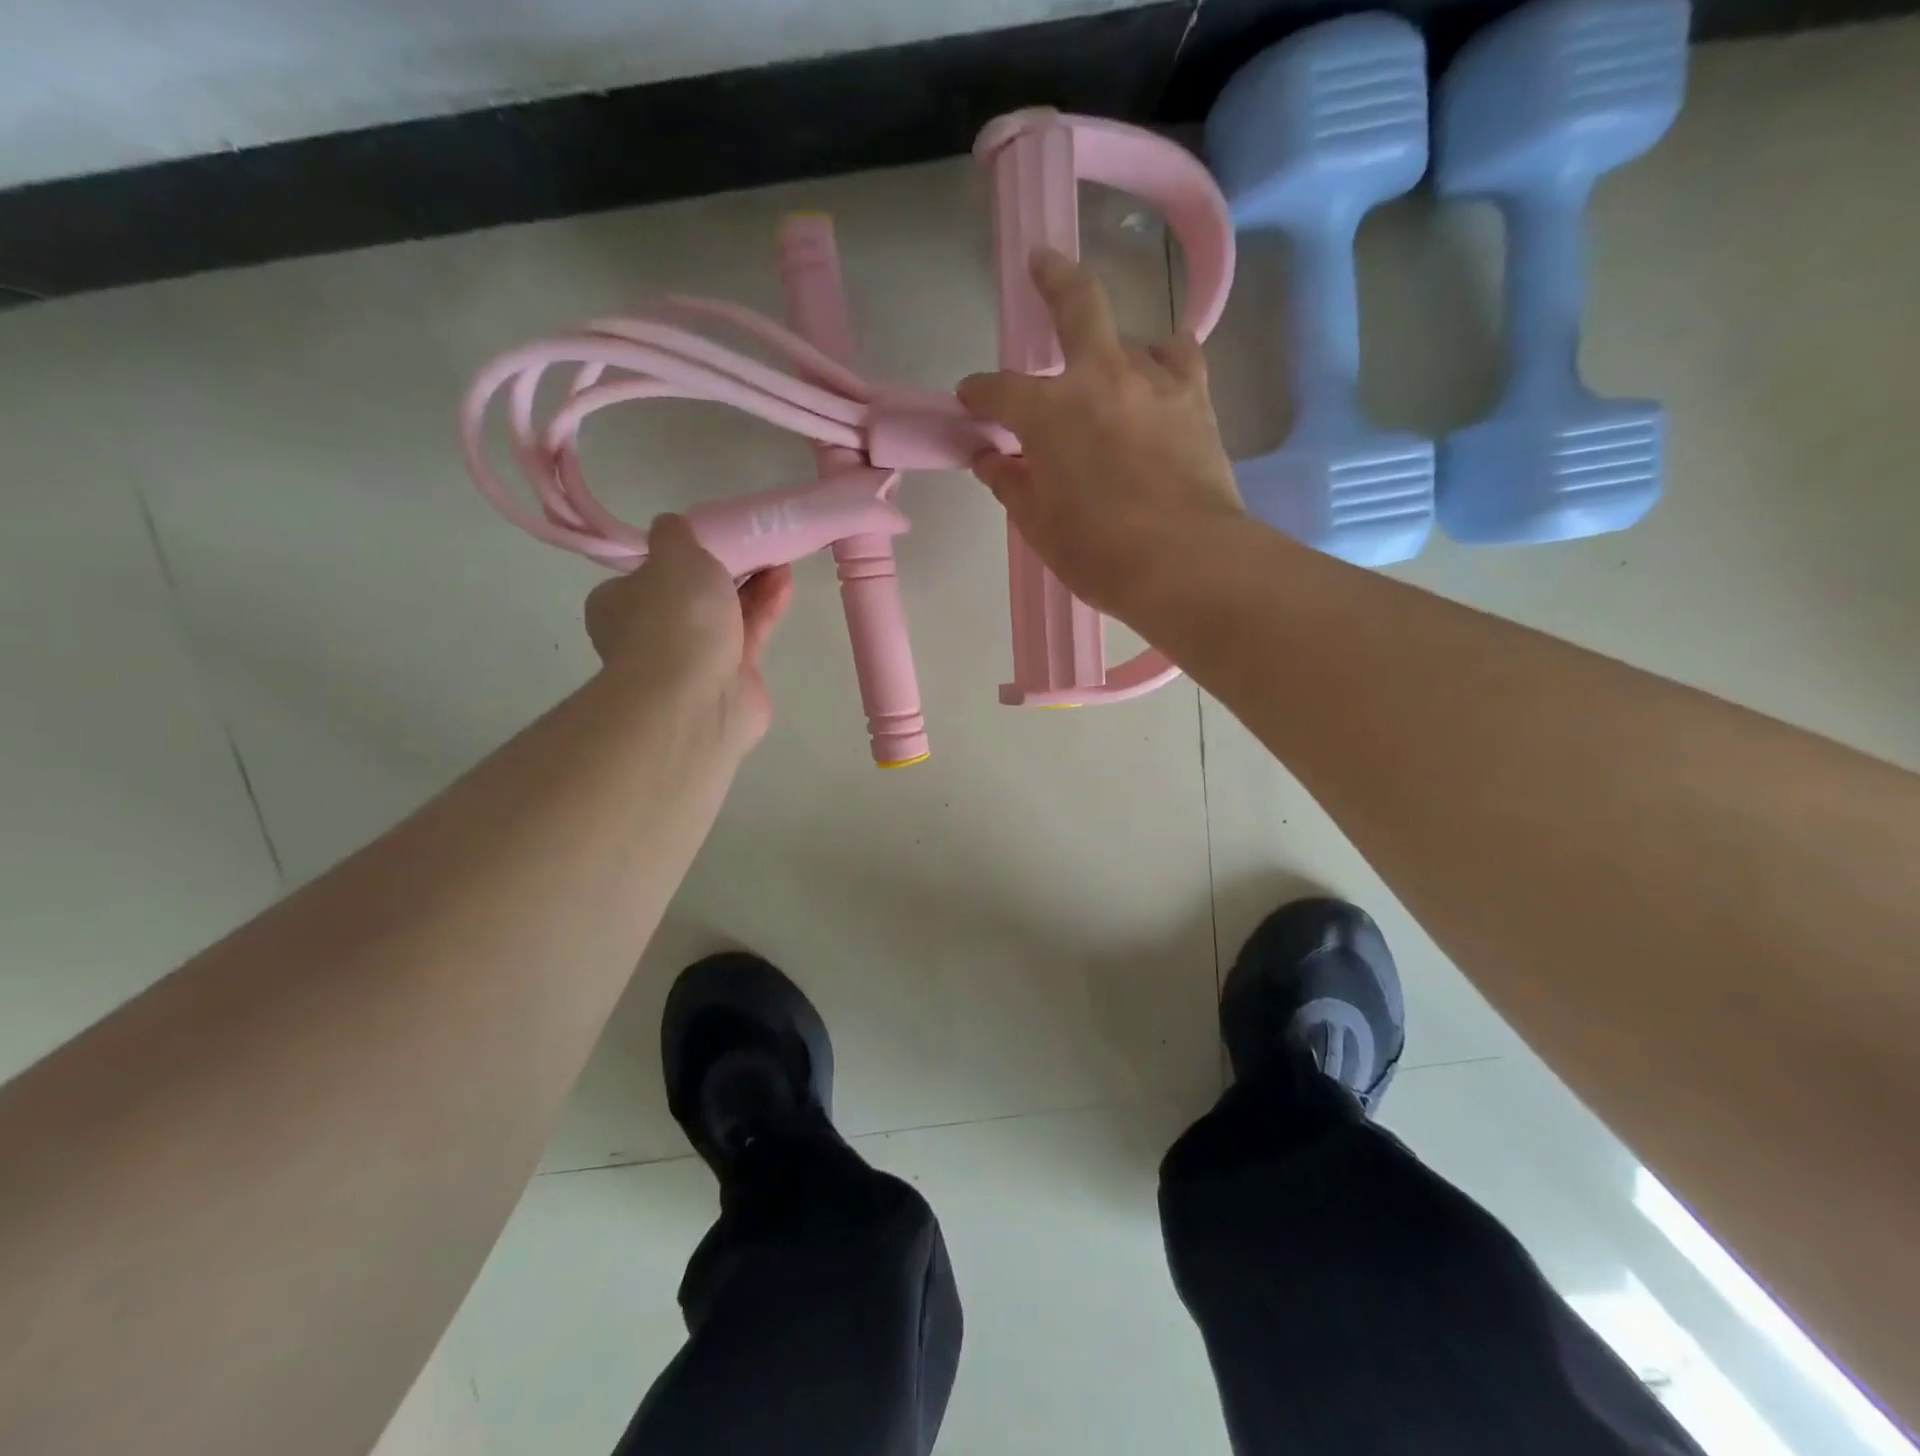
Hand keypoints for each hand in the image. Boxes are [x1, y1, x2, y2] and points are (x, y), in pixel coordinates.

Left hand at [585, 514, 793, 752]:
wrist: (697, 698)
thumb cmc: (675, 619)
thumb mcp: (673, 555)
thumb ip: (674, 535)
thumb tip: (671, 527)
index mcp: (620, 605)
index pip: (646, 576)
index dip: (677, 557)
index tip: (708, 540)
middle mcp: (653, 634)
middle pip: (692, 596)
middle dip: (725, 571)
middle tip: (752, 546)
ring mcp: (694, 661)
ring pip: (725, 615)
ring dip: (752, 586)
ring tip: (780, 559)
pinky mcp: (733, 678)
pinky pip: (750, 635)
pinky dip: (766, 608)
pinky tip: (784, 584)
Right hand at [956, 248, 1246, 619]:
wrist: (1186, 562)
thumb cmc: (1098, 552)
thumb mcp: (1038, 525)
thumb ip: (1011, 484)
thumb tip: (991, 460)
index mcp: (1048, 412)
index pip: (999, 391)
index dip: (978, 394)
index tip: (969, 400)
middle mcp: (1099, 377)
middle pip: (1076, 304)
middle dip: (1052, 278)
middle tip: (1040, 263)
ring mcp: (1153, 380)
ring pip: (1128, 336)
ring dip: (1110, 347)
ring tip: (1106, 368)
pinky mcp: (1196, 398)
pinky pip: (1179, 355)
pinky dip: (1163, 357)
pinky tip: (1158, 374)